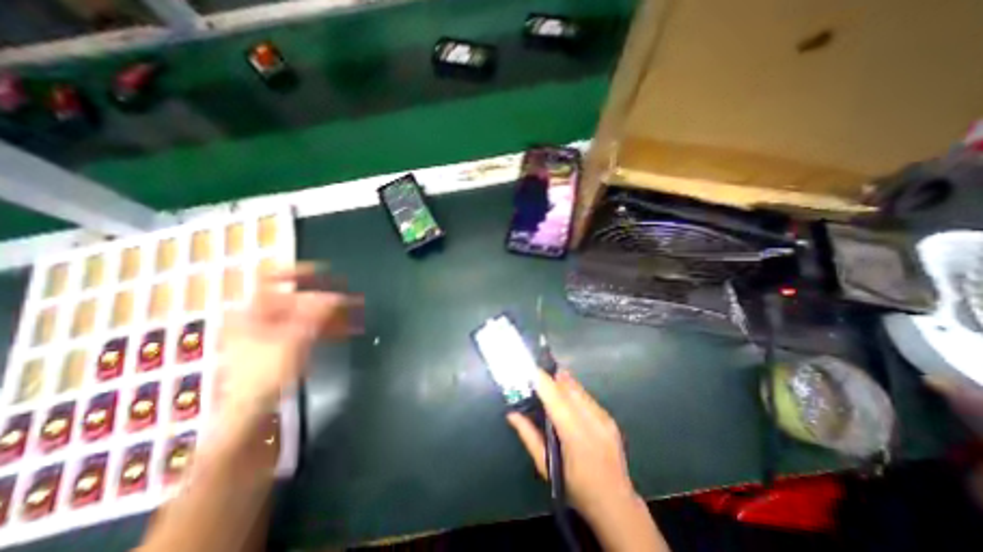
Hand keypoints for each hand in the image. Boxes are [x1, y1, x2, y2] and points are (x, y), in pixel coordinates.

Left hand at [216, 264, 361, 425]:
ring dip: (326, 312)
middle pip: (294, 298)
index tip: (323, 271)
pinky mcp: (279, 344)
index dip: (297, 272)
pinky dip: (321, 325)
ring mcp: (268, 331)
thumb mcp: (294, 340)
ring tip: (348, 314)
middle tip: (346, 299)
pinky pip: (303, 327)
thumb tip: (337, 296)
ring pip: (302, 314)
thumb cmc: (265, 373)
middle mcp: (258, 317)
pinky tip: (338, 328)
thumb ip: (316, 314)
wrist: (251, 409)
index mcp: (251, 312)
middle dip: (323, 298)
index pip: (271, 280)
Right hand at [506, 369, 638, 523]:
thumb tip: (512, 414)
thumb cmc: (576, 488)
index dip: (542, 380)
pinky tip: (566, 401)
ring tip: (549, 386)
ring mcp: (604, 418)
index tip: (529, 370)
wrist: (616, 504)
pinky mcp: (610, 417)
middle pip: (568, 386)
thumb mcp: (546, 467)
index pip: (556, 398)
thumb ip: (528, 436)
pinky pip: (586, 396)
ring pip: (578, 388)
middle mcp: (593, 421)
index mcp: (576, 436)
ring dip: (562, 383)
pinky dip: (573, 392)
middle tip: (535, 378)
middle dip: (551, 378)